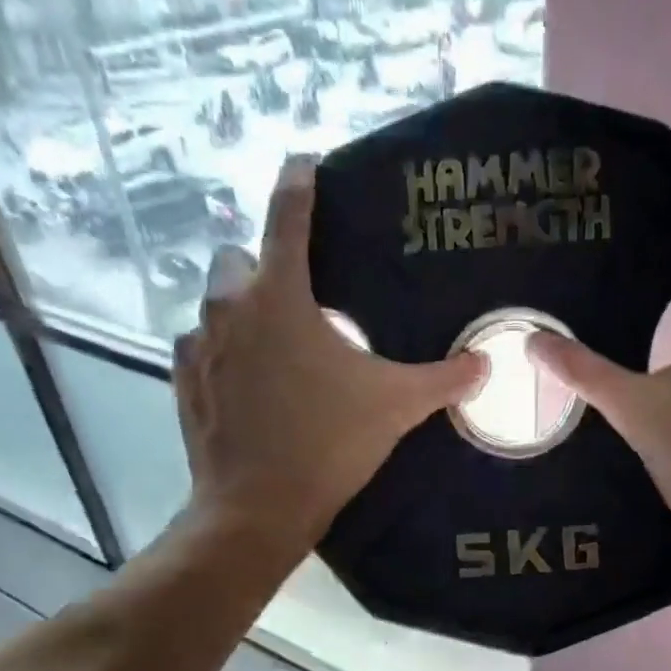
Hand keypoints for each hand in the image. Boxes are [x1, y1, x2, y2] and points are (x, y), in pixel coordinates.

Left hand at [174, 155, 483, 554]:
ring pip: (214, 303)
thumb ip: (443, 378)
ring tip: (276, 346)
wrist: (258, 507)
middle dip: (263, 265)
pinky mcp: (184, 383)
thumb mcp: (396, 406)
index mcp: (281, 296)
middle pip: (238, 257)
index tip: (304, 162)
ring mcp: (199, 346)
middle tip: (300, 299)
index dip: (299, 181)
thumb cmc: (329, 444)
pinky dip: (221, 353)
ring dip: (241, 310)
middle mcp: (230, 307)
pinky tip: (246, 383)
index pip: (287, 214)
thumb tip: (486, 363)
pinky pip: (199, 348)